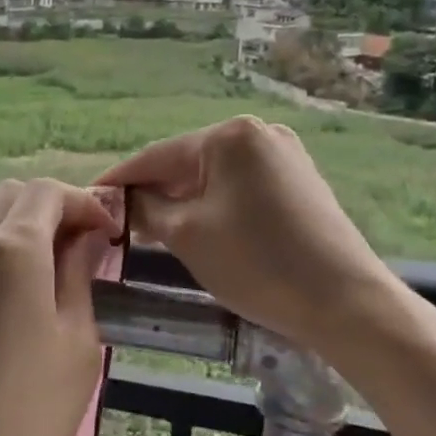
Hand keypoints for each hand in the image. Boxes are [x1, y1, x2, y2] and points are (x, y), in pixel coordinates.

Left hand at [0, 179, 116, 435]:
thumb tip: (85, 239)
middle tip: (84, 247)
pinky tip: (18, 296)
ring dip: (24, 228)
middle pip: (13, 195)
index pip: (49, 192)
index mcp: (12, 249)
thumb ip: (79, 277)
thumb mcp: (76, 344)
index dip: (85, 203)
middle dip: (54, 207)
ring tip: (55, 272)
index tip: (109, 236)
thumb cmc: (25, 415)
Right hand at [96, 116, 385, 355]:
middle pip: (187, 163)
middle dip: (154, 192)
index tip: (89, 198)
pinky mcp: (300, 182)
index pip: (157, 156)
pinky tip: (199, 229)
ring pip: (215, 177)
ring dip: (183, 201)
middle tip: (119, 222)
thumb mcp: (188, 235)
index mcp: (230, 135)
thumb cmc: (257, 262)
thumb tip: (124, 200)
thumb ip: (147, 208)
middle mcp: (259, 133)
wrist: (346, 302)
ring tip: (152, 229)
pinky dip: (215, 206)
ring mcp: (285, 156)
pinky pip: (241, 188)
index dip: (120, 180)